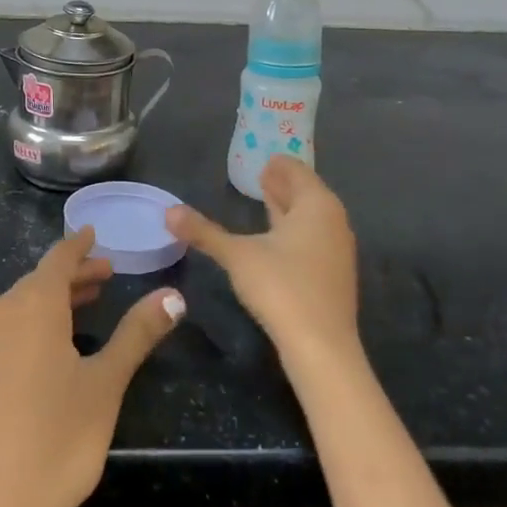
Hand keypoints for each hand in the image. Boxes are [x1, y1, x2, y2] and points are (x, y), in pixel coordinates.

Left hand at [0, 227, 184, 506]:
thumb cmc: (58, 439)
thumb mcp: (106, 383)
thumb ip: (137, 334)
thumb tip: (173, 295)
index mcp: (33, 306)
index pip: (58, 258)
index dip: (79, 245)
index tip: (93, 233)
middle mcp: (2, 315)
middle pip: (40, 280)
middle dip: (73, 275)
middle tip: (106, 275)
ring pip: (22, 306)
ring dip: (54, 300)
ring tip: (85, 305)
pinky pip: (7, 331)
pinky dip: (33, 324)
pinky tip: (51, 349)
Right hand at [166, 155, 358, 367]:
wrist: (322, 348)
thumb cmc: (282, 287)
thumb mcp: (237, 255)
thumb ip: (204, 232)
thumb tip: (169, 211)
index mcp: (316, 205)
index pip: (297, 171)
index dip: (279, 164)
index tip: (264, 157)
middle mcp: (333, 221)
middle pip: (307, 193)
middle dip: (283, 184)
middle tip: (260, 174)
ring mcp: (337, 250)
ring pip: (311, 218)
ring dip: (289, 208)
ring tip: (266, 201)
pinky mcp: (334, 276)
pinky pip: (314, 238)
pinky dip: (295, 229)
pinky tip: (277, 240)